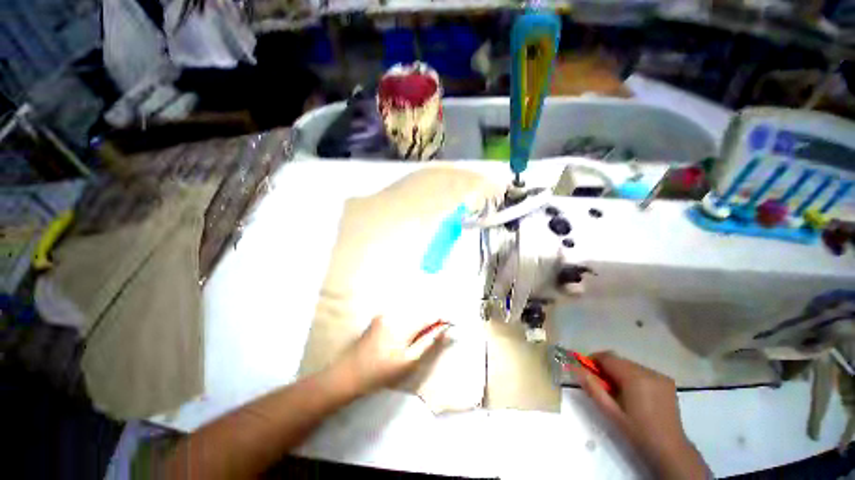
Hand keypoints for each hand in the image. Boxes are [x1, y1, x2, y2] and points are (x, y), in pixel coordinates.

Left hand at [331, 316, 449, 396]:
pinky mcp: (381, 315)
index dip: (442, 317)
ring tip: (427, 330)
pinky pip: (402, 311)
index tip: (452, 322)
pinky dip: (411, 317)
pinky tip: (412, 328)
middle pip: (421, 308)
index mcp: (402, 325)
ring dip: (422, 316)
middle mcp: (395, 313)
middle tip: (440, 328)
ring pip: (412, 309)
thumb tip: (444, 329)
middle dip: (433, 316)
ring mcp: (386, 312)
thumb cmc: (381, 372)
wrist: (349, 372)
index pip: (429, 315)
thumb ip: (428, 342)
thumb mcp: (408, 361)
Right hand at [573, 352, 708, 479]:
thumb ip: (593, 389)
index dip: (593, 360)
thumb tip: (577, 370)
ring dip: (619, 372)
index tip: (585, 369)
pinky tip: (633, 393)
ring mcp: (660, 376)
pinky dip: (632, 376)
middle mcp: (648, 372)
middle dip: (606, 367)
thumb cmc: (638, 432)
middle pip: (619, 360)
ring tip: (616, 391)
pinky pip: (642, 371)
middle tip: (599, 384)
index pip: (608, 357)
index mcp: (635, 378)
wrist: (670, 450)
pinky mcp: (667, 382)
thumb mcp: (611, 413)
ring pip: (630, 365)